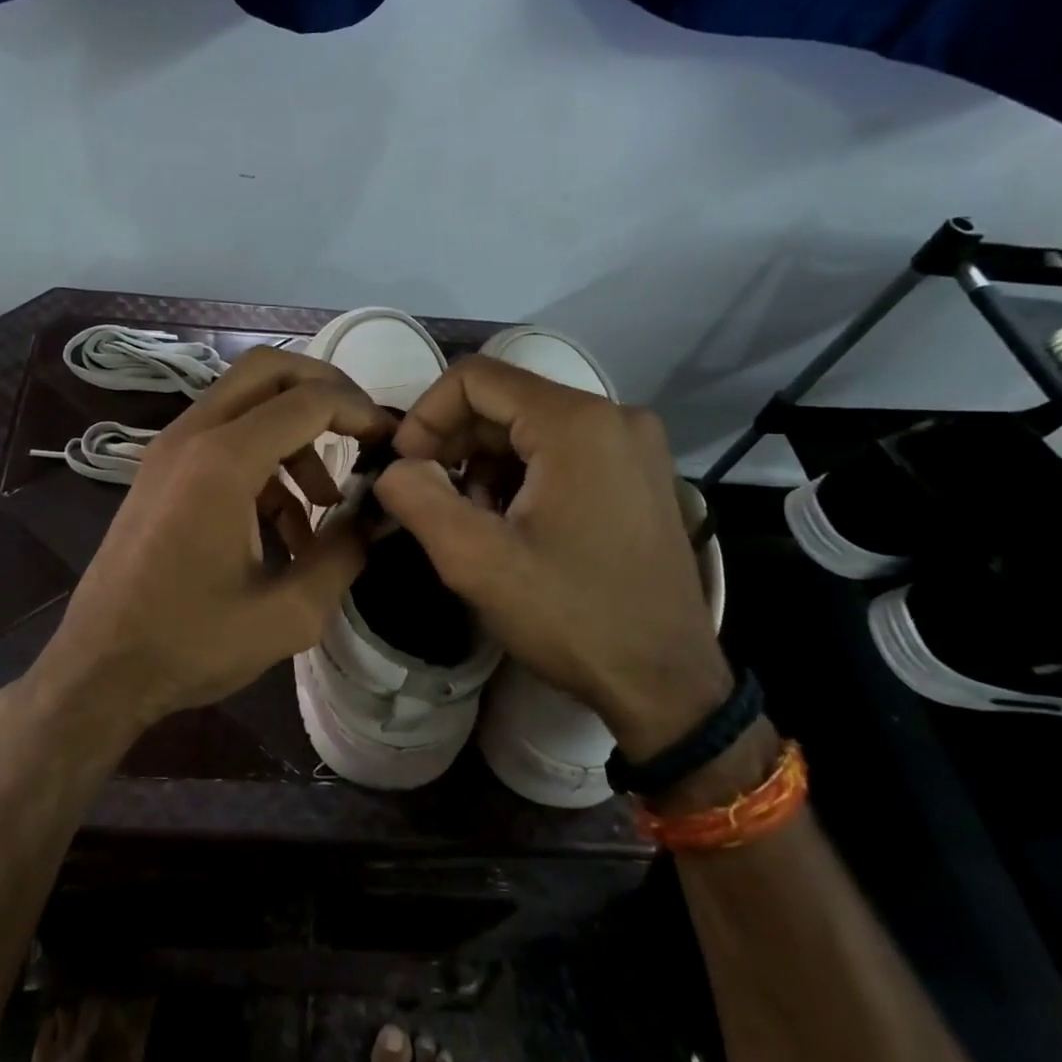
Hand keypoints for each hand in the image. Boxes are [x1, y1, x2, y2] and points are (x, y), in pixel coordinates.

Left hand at [40, 345, 393, 730]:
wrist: (99, 669)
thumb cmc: (190, 643)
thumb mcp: (287, 614)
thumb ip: (343, 556)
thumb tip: (376, 519)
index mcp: (223, 460)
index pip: (308, 400)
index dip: (361, 412)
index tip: (392, 443)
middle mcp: (192, 436)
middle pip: (268, 370)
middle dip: (325, 391)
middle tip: (362, 433)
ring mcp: (170, 450)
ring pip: (246, 403)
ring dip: (295, 435)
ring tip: (326, 502)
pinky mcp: (162, 472)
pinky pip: (224, 439)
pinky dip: (265, 463)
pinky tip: (286, 529)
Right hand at [372, 355, 729, 760]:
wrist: (667, 684)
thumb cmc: (571, 616)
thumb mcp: (476, 560)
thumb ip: (417, 497)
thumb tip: (394, 468)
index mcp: (576, 422)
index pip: (474, 377)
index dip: (426, 415)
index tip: (405, 466)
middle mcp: (613, 415)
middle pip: (504, 400)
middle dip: (454, 442)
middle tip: (429, 497)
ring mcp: (634, 444)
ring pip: (530, 426)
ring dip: (484, 462)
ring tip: (471, 518)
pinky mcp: (639, 473)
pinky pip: (561, 450)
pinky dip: (521, 474)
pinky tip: (511, 523)